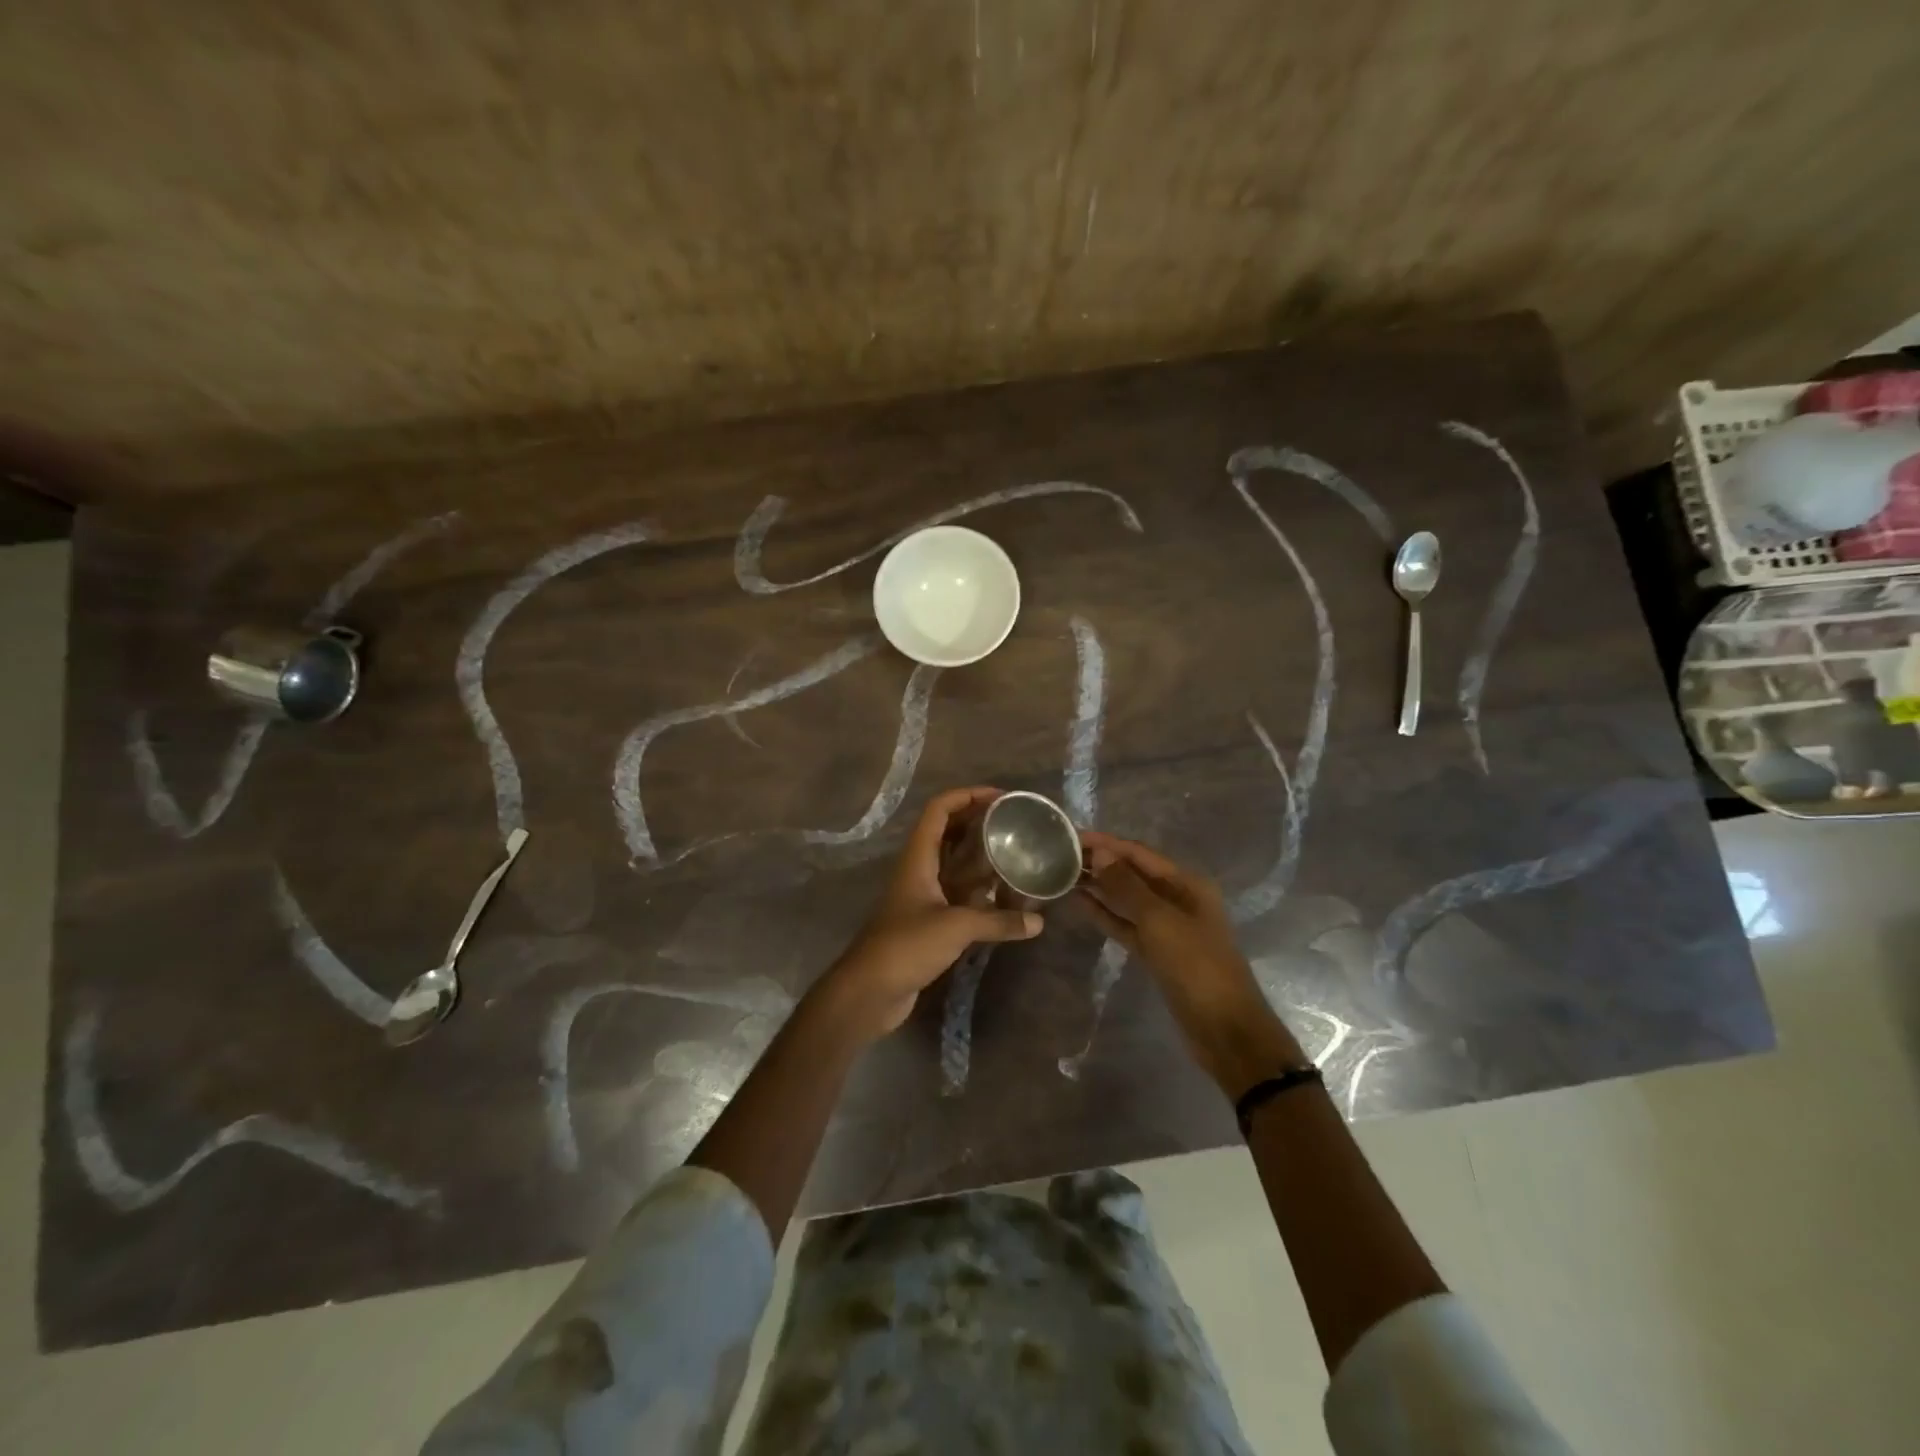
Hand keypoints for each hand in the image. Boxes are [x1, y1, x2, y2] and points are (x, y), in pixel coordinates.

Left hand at [821, 787, 1041, 1041]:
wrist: (869, 990)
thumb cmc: (907, 945)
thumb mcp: (956, 927)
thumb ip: (998, 921)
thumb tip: (1037, 922)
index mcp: (918, 857)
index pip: (939, 810)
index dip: (966, 795)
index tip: (1000, 797)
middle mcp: (919, 869)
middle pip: (948, 833)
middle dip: (978, 823)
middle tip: (1014, 825)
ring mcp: (922, 896)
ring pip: (954, 864)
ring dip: (980, 857)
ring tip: (1015, 854)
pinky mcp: (927, 921)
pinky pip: (956, 894)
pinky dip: (978, 891)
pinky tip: (1004, 897)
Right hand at [1076, 830, 1305, 1097]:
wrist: (1224, 1030)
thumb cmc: (1196, 967)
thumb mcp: (1160, 922)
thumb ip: (1128, 887)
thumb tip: (1101, 853)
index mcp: (1187, 884)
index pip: (1139, 853)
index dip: (1106, 843)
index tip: (1071, 835)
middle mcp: (1178, 899)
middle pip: (1133, 873)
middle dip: (1101, 862)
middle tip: (1060, 854)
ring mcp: (1167, 927)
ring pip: (1127, 899)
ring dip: (1099, 887)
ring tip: (1063, 874)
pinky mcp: (1156, 952)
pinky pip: (1126, 924)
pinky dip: (1105, 914)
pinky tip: (1080, 903)